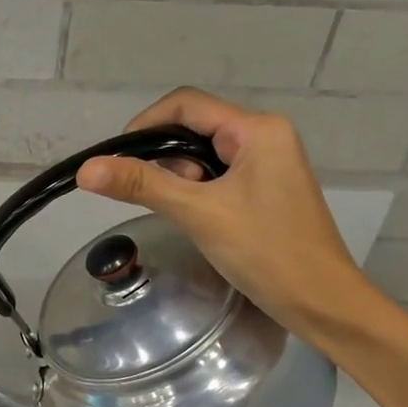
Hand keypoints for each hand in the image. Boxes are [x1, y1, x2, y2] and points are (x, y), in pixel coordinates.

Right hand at [75, 88, 379, 344]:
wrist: (320, 301)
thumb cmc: (265, 251)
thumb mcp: (199, 213)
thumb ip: (142, 186)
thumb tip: (86, 169)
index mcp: (257, 129)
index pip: (186, 105)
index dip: (144, 126)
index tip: (116, 162)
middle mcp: (266, 137)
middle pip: (195, 129)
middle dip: (165, 160)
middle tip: (153, 198)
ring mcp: (269, 165)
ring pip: (206, 157)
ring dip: (182, 180)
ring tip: (182, 215)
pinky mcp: (267, 191)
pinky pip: (220, 179)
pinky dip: (199, 194)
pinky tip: (197, 221)